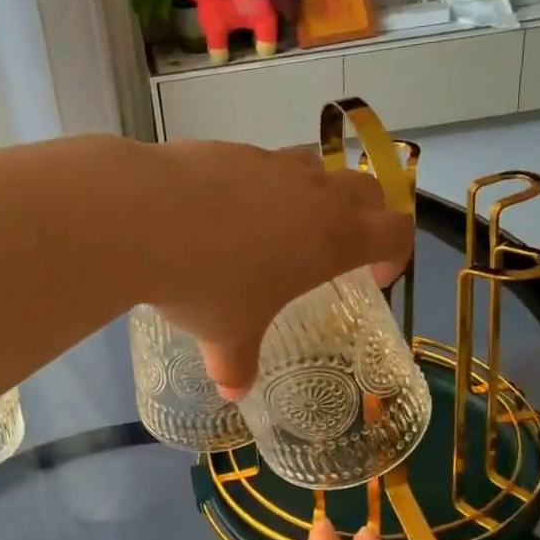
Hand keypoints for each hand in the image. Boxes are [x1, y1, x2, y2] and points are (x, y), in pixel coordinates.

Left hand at [139, 141, 412, 393]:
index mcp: (332, 238)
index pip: (395, 232)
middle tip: (337, 247)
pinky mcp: (231, 148)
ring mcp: (271, 163)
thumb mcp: (226, 336)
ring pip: (314, 167)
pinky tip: (221, 211)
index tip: (372, 277)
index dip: (395, 254)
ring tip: (279, 226)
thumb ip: (237, 365)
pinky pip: (261, 162)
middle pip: (367, 188)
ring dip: (313, 193)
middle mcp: (312, 193)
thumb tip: (233, 391)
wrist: (143, 217)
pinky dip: (258, 183)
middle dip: (365, 216)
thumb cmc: (205, 284)